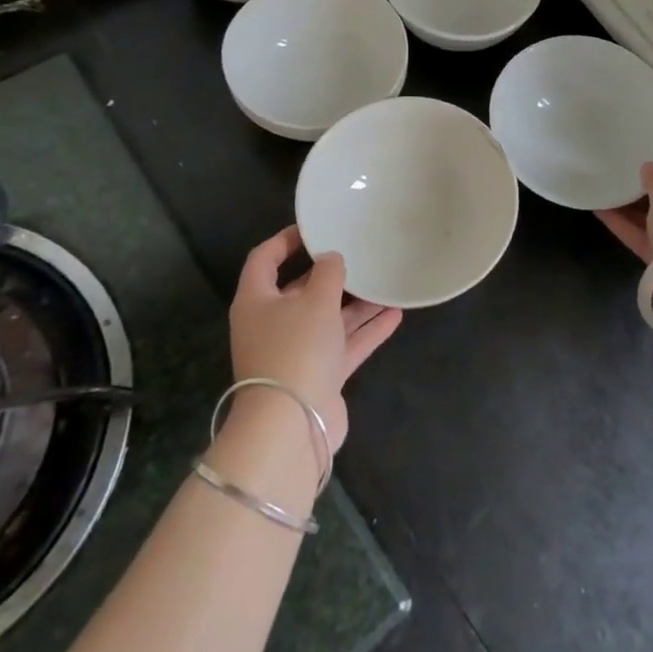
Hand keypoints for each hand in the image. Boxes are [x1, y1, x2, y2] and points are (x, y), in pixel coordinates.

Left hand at [228, 226, 401, 451]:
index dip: (286, 240)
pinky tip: (395, 314)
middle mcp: (273, 324)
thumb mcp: (315, 300)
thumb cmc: (296, 348)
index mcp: (257, 301)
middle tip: (357, 253)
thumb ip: (328, 273)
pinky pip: (344, 344)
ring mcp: (296, 352)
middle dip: (329, 274)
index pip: (264, 259)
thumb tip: (331, 258)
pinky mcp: (318, 375)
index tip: (315, 227)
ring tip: (384, 281)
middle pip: (300, 290)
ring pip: (328, 318)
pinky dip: (366, 330)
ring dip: (355, 303)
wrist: (293, 424)